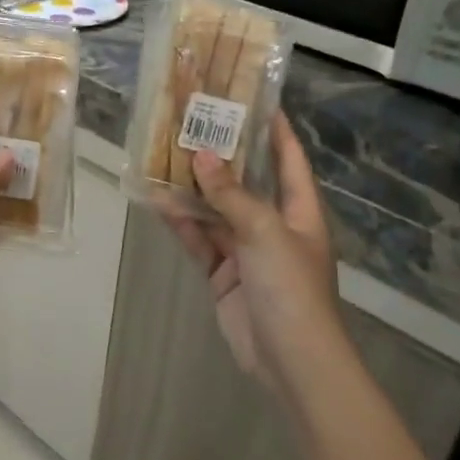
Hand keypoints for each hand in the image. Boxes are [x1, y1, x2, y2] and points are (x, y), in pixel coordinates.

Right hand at [161, 112, 342, 392]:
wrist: (290, 360)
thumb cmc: (291, 287)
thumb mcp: (265, 233)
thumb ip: (231, 195)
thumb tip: (201, 156)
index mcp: (300, 211)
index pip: (289, 160)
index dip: (276, 130)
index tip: (256, 100)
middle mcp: (274, 225)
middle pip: (247, 182)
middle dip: (222, 156)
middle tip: (192, 124)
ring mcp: (248, 250)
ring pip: (216, 210)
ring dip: (193, 190)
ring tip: (164, 158)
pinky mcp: (225, 273)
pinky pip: (201, 239)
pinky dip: (183, 223)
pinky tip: (159, 203)